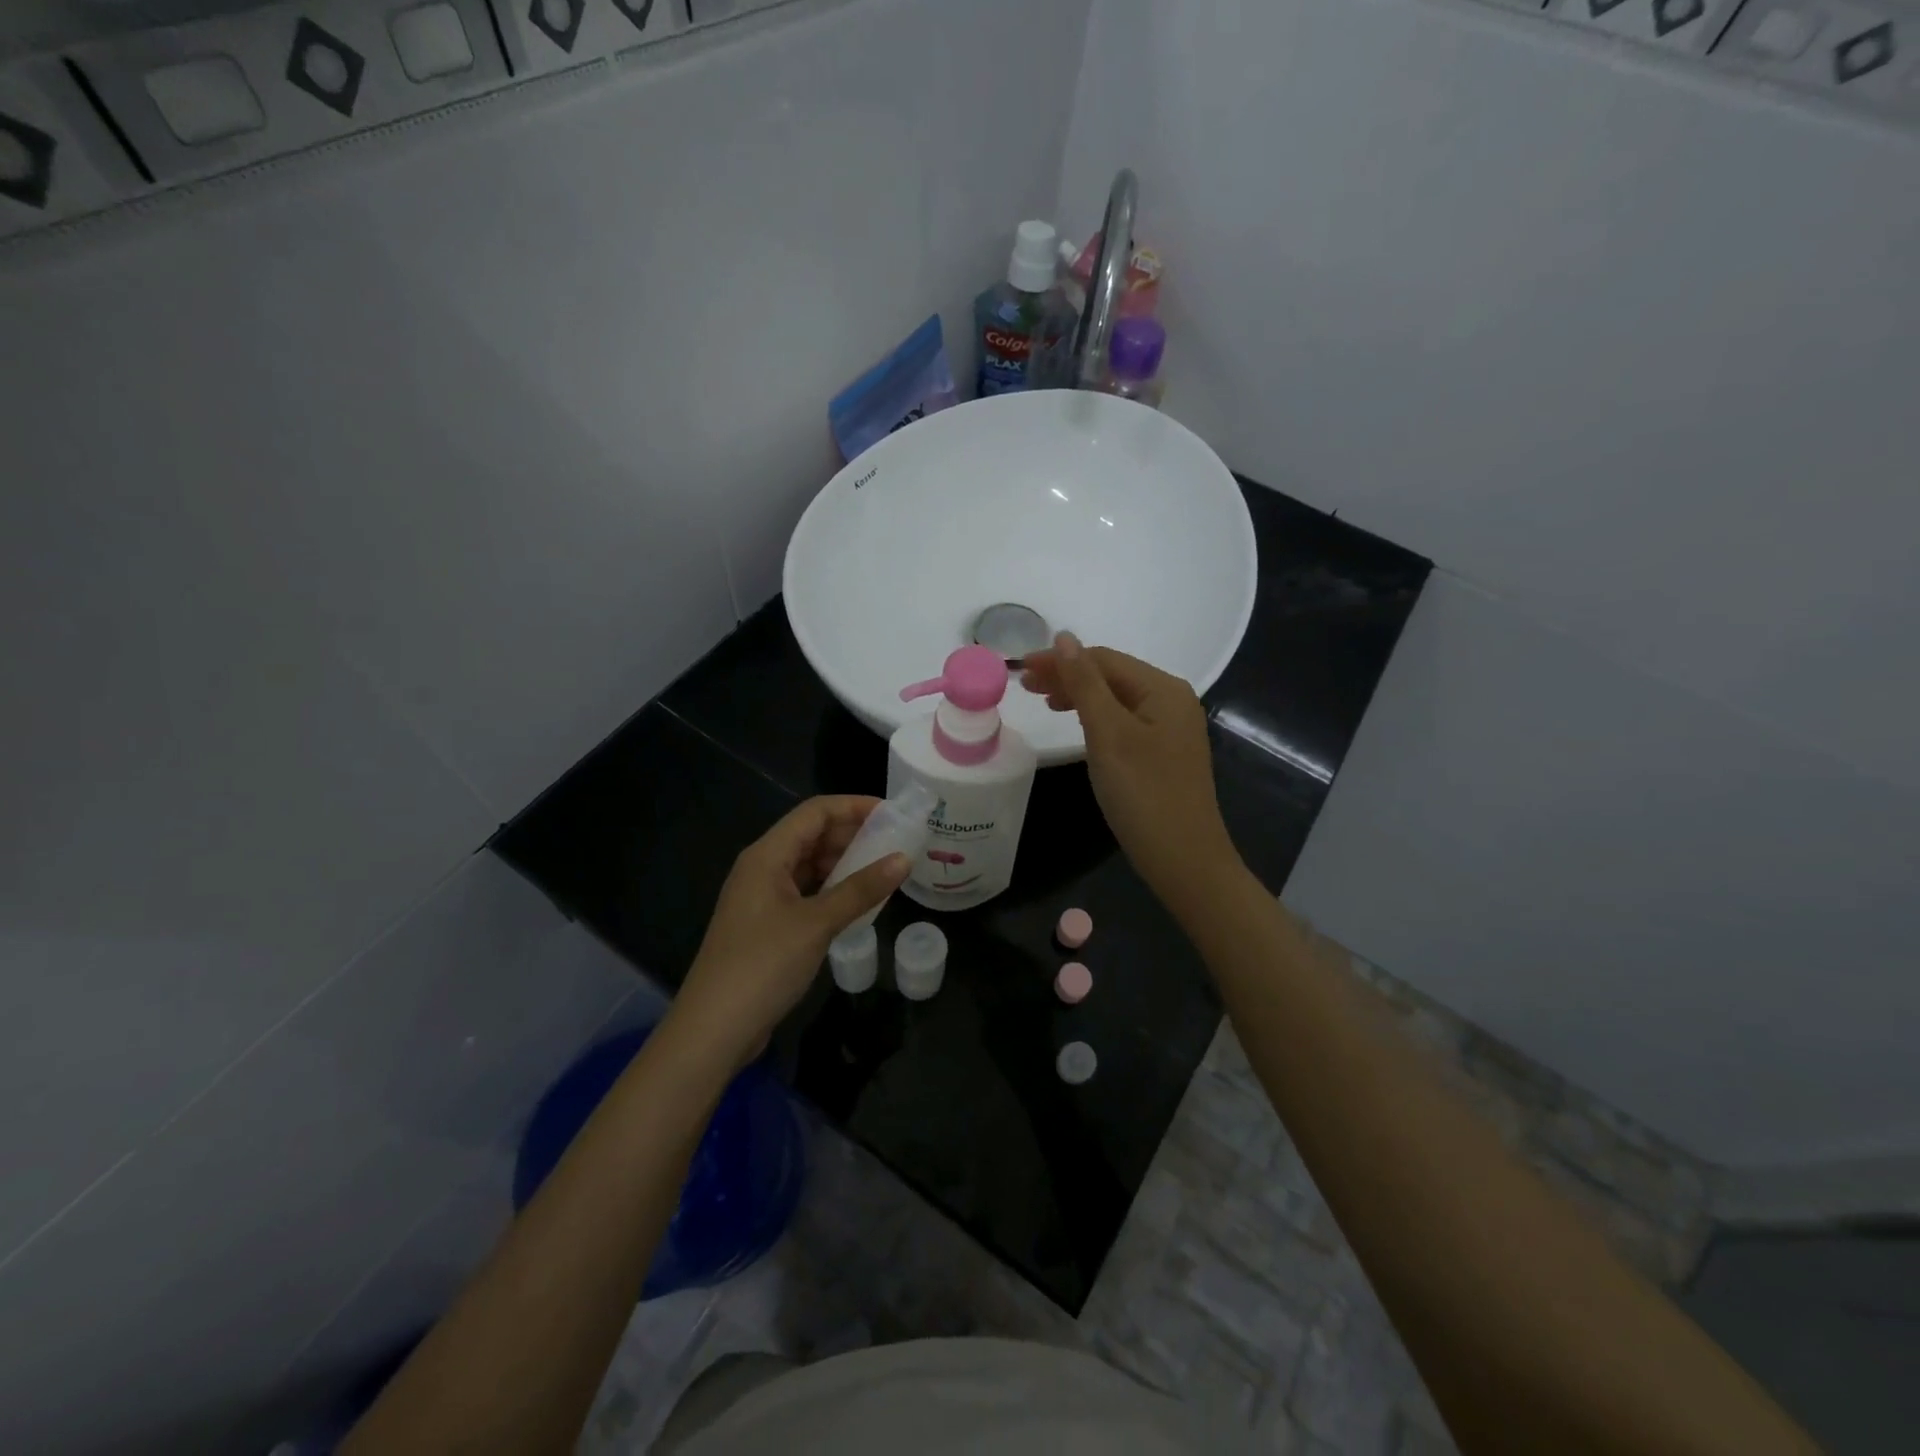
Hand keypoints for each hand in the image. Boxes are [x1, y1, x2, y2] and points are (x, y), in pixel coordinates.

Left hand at [669, 796, 908, 1069]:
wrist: (713, 1030)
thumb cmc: (762, 966)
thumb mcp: (817, 924)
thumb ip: (861, 889)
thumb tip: (904, 859)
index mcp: (767, 856)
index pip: (814, 812)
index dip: (853, 806)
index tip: (893, 813)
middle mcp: (762, 868)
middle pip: (811, 835)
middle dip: (853, 833)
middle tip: (896, 841)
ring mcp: (762, 897)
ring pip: (809, 865)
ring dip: (844, 862)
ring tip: (884, 867)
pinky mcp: (766, 924)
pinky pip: (805, 891)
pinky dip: (833, 889)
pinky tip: (858, 900)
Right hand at [1022, 633, 1238, 911]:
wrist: (1184, 860)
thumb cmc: (1143, 793)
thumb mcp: (1108, 734)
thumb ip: (1084, 684)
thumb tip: (1064, 637)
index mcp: (1163, 689)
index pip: (1104, 659)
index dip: (1060, 659)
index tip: (1019, 669)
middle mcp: (1172, 700)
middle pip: (1111, 676)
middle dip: (1068, 675)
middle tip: (1026, 687)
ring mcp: (1171, 728)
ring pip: (1116, 699)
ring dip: (1080, 695)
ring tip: (1045, 703)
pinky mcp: (1164, 753)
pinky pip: (1124, 721)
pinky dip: (1096, 717)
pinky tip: (1079, 725)